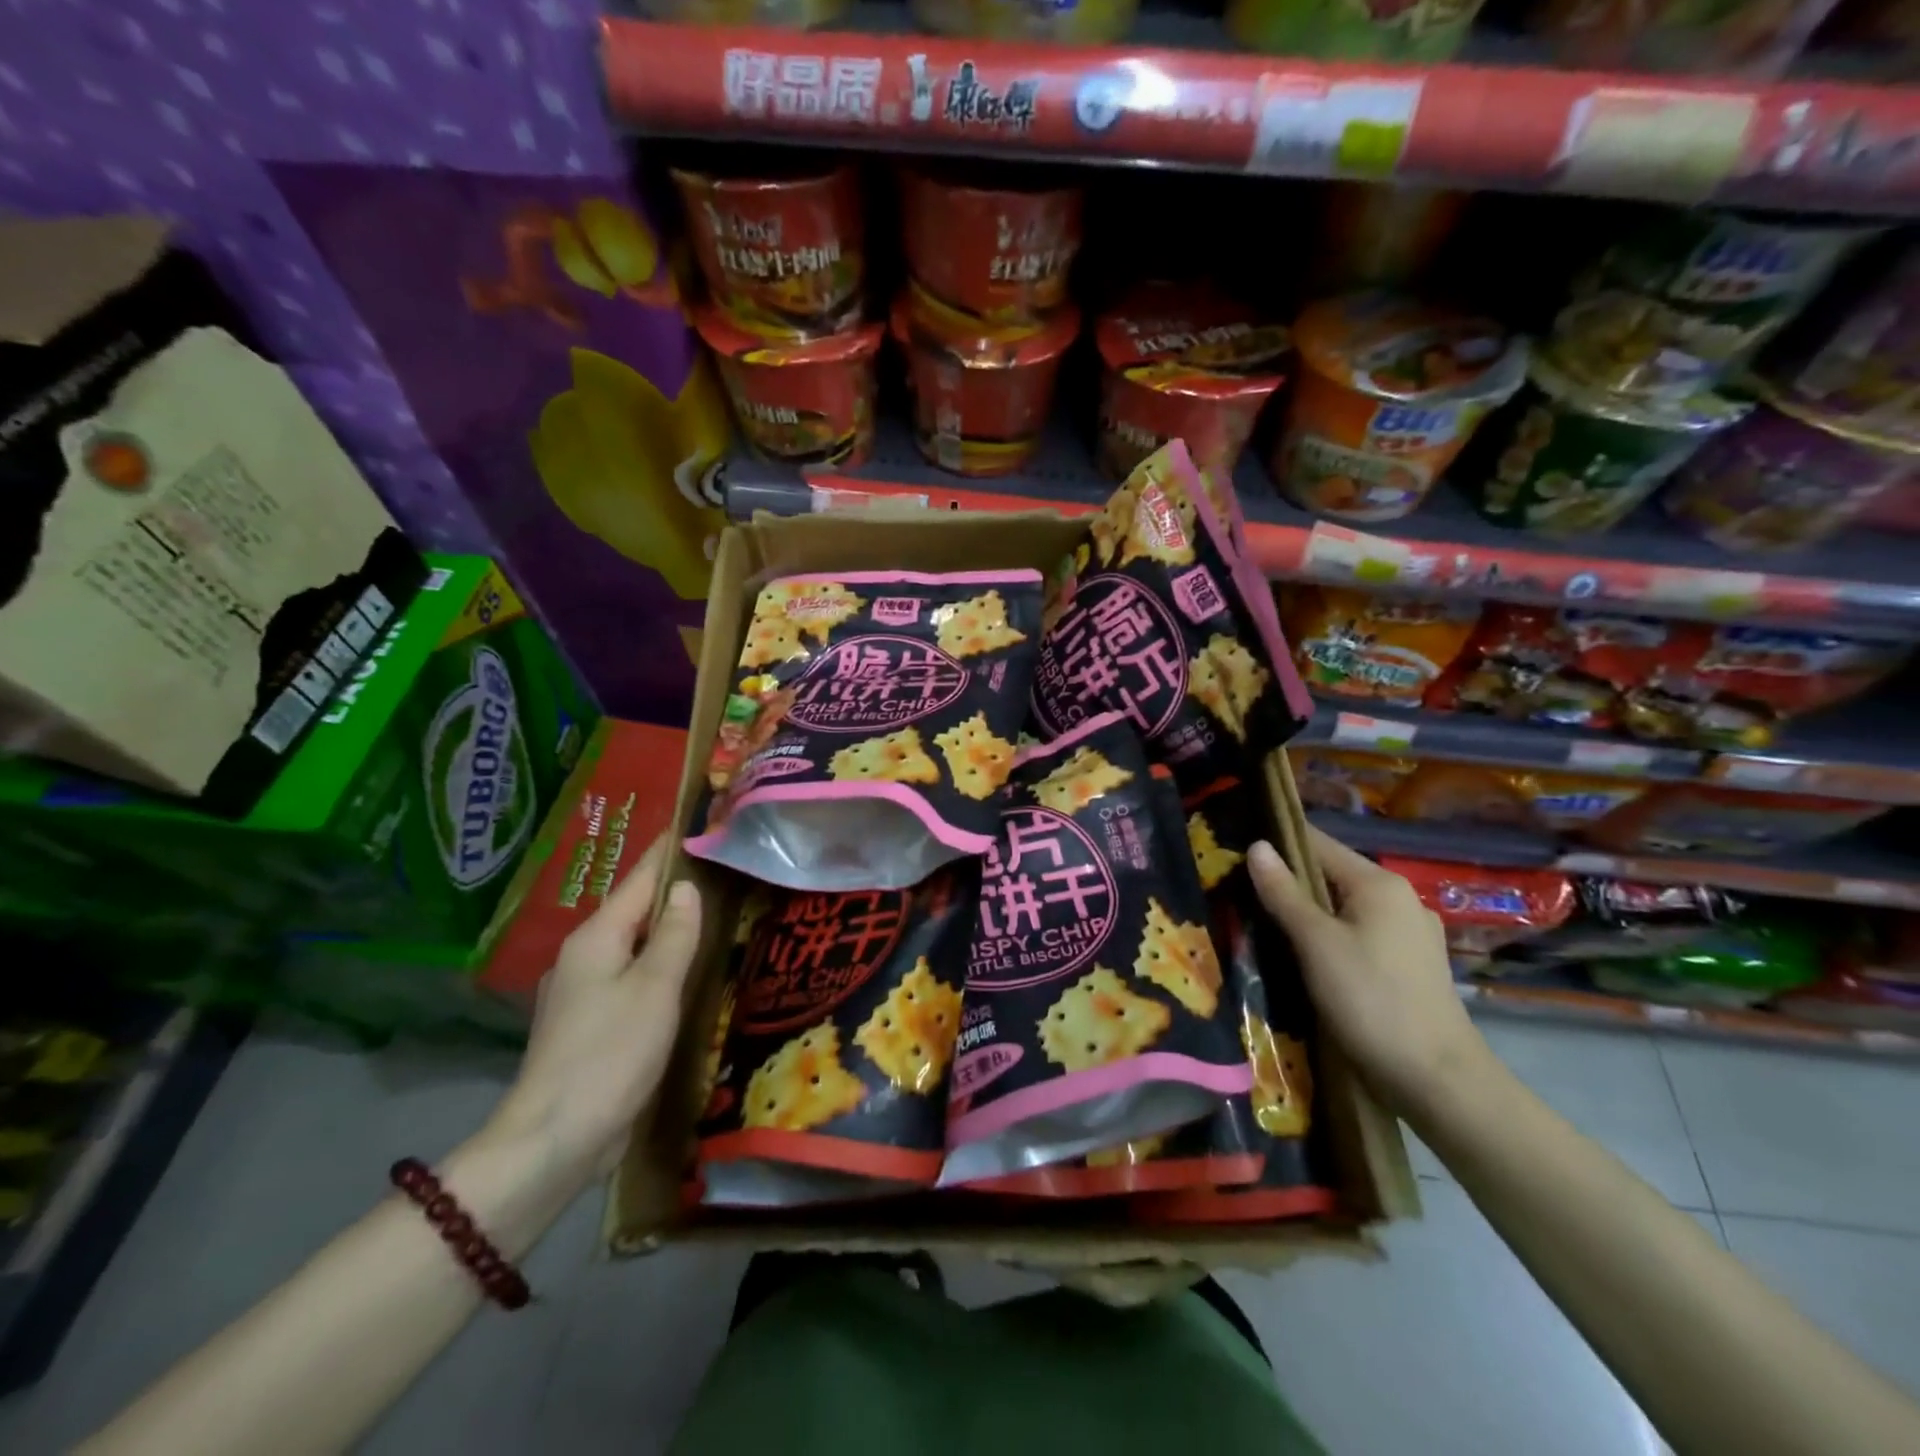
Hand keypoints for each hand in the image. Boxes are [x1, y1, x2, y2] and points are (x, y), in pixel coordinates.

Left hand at [487, 834, 702, 1182]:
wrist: (554, 1141)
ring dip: (667, 928)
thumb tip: (686, 887)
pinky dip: (658, 965)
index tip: (699, 821)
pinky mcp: (589, 1025)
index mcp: (597, 937)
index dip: (670, 849)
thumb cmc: (611, 1053)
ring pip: (634, 945)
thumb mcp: (655, 988)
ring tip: (712, 915)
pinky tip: (684, 974)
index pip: (641, 877)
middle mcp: (584, 956)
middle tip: (722, 869)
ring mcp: (582, 992)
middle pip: (635, 909)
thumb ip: (674, 934)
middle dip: (674, 887)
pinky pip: (631, 977)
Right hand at [1246, 827, 1488, 1114]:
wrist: (1438, 1080)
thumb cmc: (1371, 1000)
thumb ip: (1283, 892)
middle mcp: (1400, 898)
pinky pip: (1360, 935)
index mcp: (1379, 883)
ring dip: (1309, 913)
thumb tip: (1256, 845)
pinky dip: (1332, 937)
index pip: (1317, 843)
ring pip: (1345, 908)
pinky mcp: (1412, 965)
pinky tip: (1309, 958)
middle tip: (1242, 894)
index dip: (1277, 844)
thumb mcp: (1315, 942)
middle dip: (1290, 883)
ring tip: (1267, 926)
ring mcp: (1411, 933)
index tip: (1236, 853)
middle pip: (1332, 876)